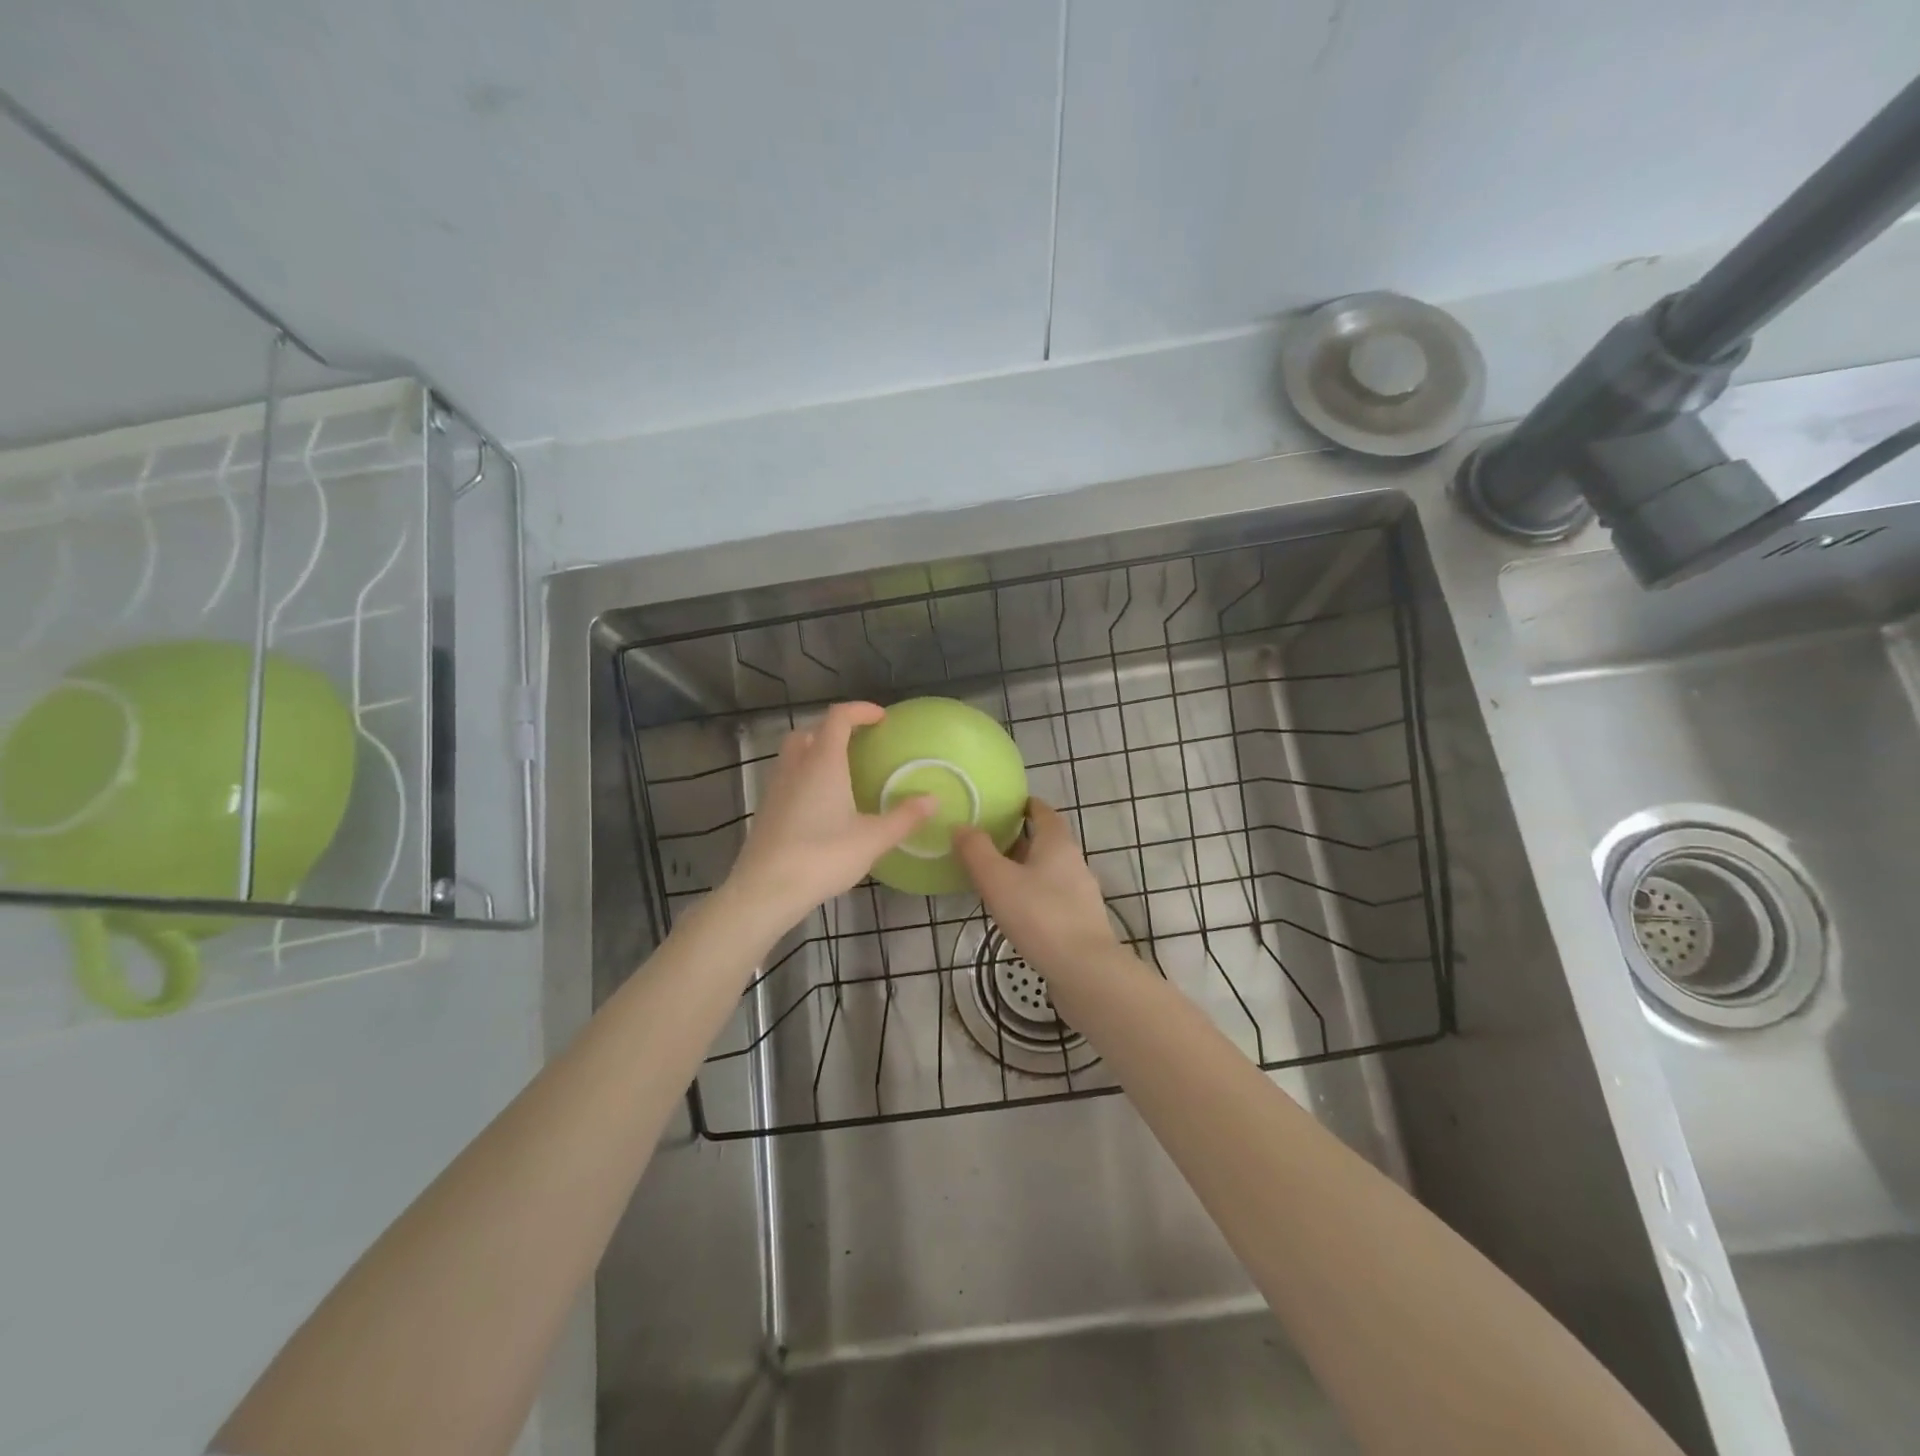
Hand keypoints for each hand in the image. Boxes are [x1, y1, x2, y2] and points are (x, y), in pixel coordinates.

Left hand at [725, 702, 935, 929]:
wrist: (765, 890)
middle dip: (834, 729)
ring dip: (815, 751)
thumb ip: (904, 817)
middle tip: (858, 742)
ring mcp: (775, 788)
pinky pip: (786, 777)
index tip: (881, 717)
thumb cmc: (822, 857)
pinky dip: (804, 776)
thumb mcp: (872, 839)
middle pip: (810, 731)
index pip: (838, 718)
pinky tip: (820, 803)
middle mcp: (796, 767)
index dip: (860, 710)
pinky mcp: (766, 810)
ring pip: (793, 754)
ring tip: (840, 771)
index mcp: (823, 763)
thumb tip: (933, 800)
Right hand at [955, 799, 1119, 976]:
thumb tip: (962, 825)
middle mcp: (1074, 861)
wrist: (1084, 970)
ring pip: (1050, 870)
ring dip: (1026, 868)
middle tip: (989, 840)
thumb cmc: (1039, 915)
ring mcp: (1081, 892)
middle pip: (1047, 840)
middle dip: (1020, 837)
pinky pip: (1053, 895)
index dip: (1025, 805)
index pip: (1043, 812)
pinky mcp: (1081, 920)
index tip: (1004, 805)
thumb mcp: (998, 880)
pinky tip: (1017, 909)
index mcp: (1057, 843)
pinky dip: (1034, 893)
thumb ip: (977, 851)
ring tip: (996, 875)